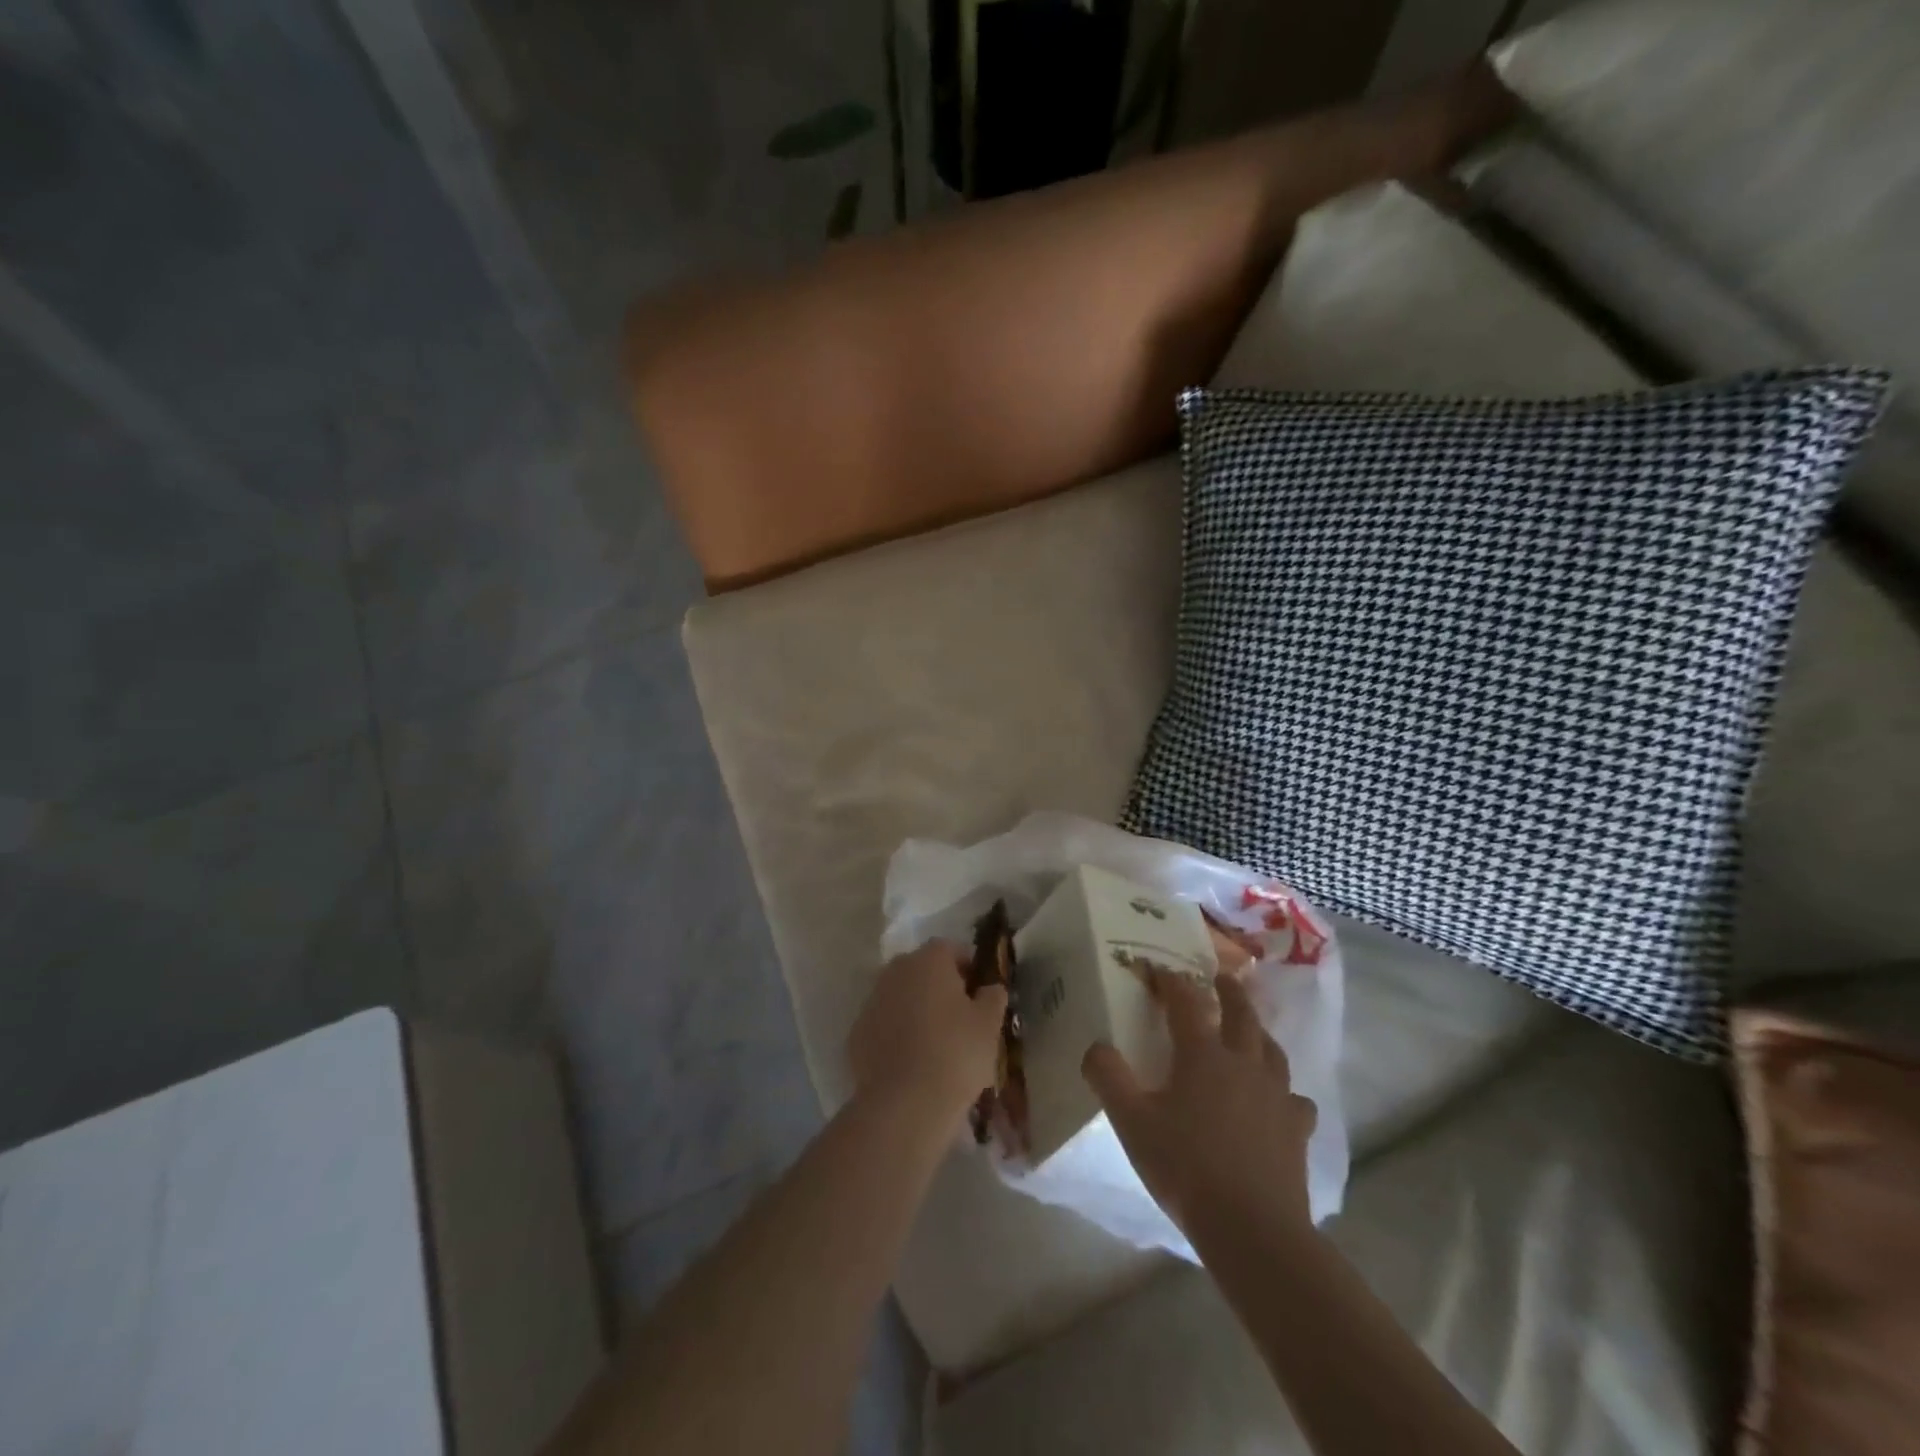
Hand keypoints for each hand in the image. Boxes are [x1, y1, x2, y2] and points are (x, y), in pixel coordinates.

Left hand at [848, 942, 1007, 1122]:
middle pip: (922, 969)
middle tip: (959, 1017)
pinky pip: (884, 1023)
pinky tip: (911, 1061)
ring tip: (935, 1042)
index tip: (979, 993)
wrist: (904, 1103)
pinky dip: (896, 1033)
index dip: (968, 968)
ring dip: (915, 1008)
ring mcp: (872, 1000)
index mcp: (929, 960)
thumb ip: (993, 997)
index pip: (952, 949)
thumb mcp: (989, 1024)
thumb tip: (990, 987)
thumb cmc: (956, 1053)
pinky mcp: (857, 1032)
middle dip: (939, 986)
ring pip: (900, 995)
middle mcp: (896, 971)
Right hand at [1083, 970, 1316, 1244]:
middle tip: (1221, 977)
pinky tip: (1280, 1100)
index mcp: (1203, 1056)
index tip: (1159, 969)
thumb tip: (1096, 1046)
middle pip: (1241, 1015)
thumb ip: (1108, 1078)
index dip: (1172, 982)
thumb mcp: (1131, 1122)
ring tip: (1251, 1030)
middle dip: (1229, 992)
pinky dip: (1285, 1091)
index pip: (1186, 1003)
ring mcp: (1276, 1096)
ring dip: (1259, 1032)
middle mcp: (1244, 1064)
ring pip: (1272, 1050)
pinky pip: (1295, 1099)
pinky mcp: (1297, 1130)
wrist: (1253, 1229)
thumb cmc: (1185, 1168)